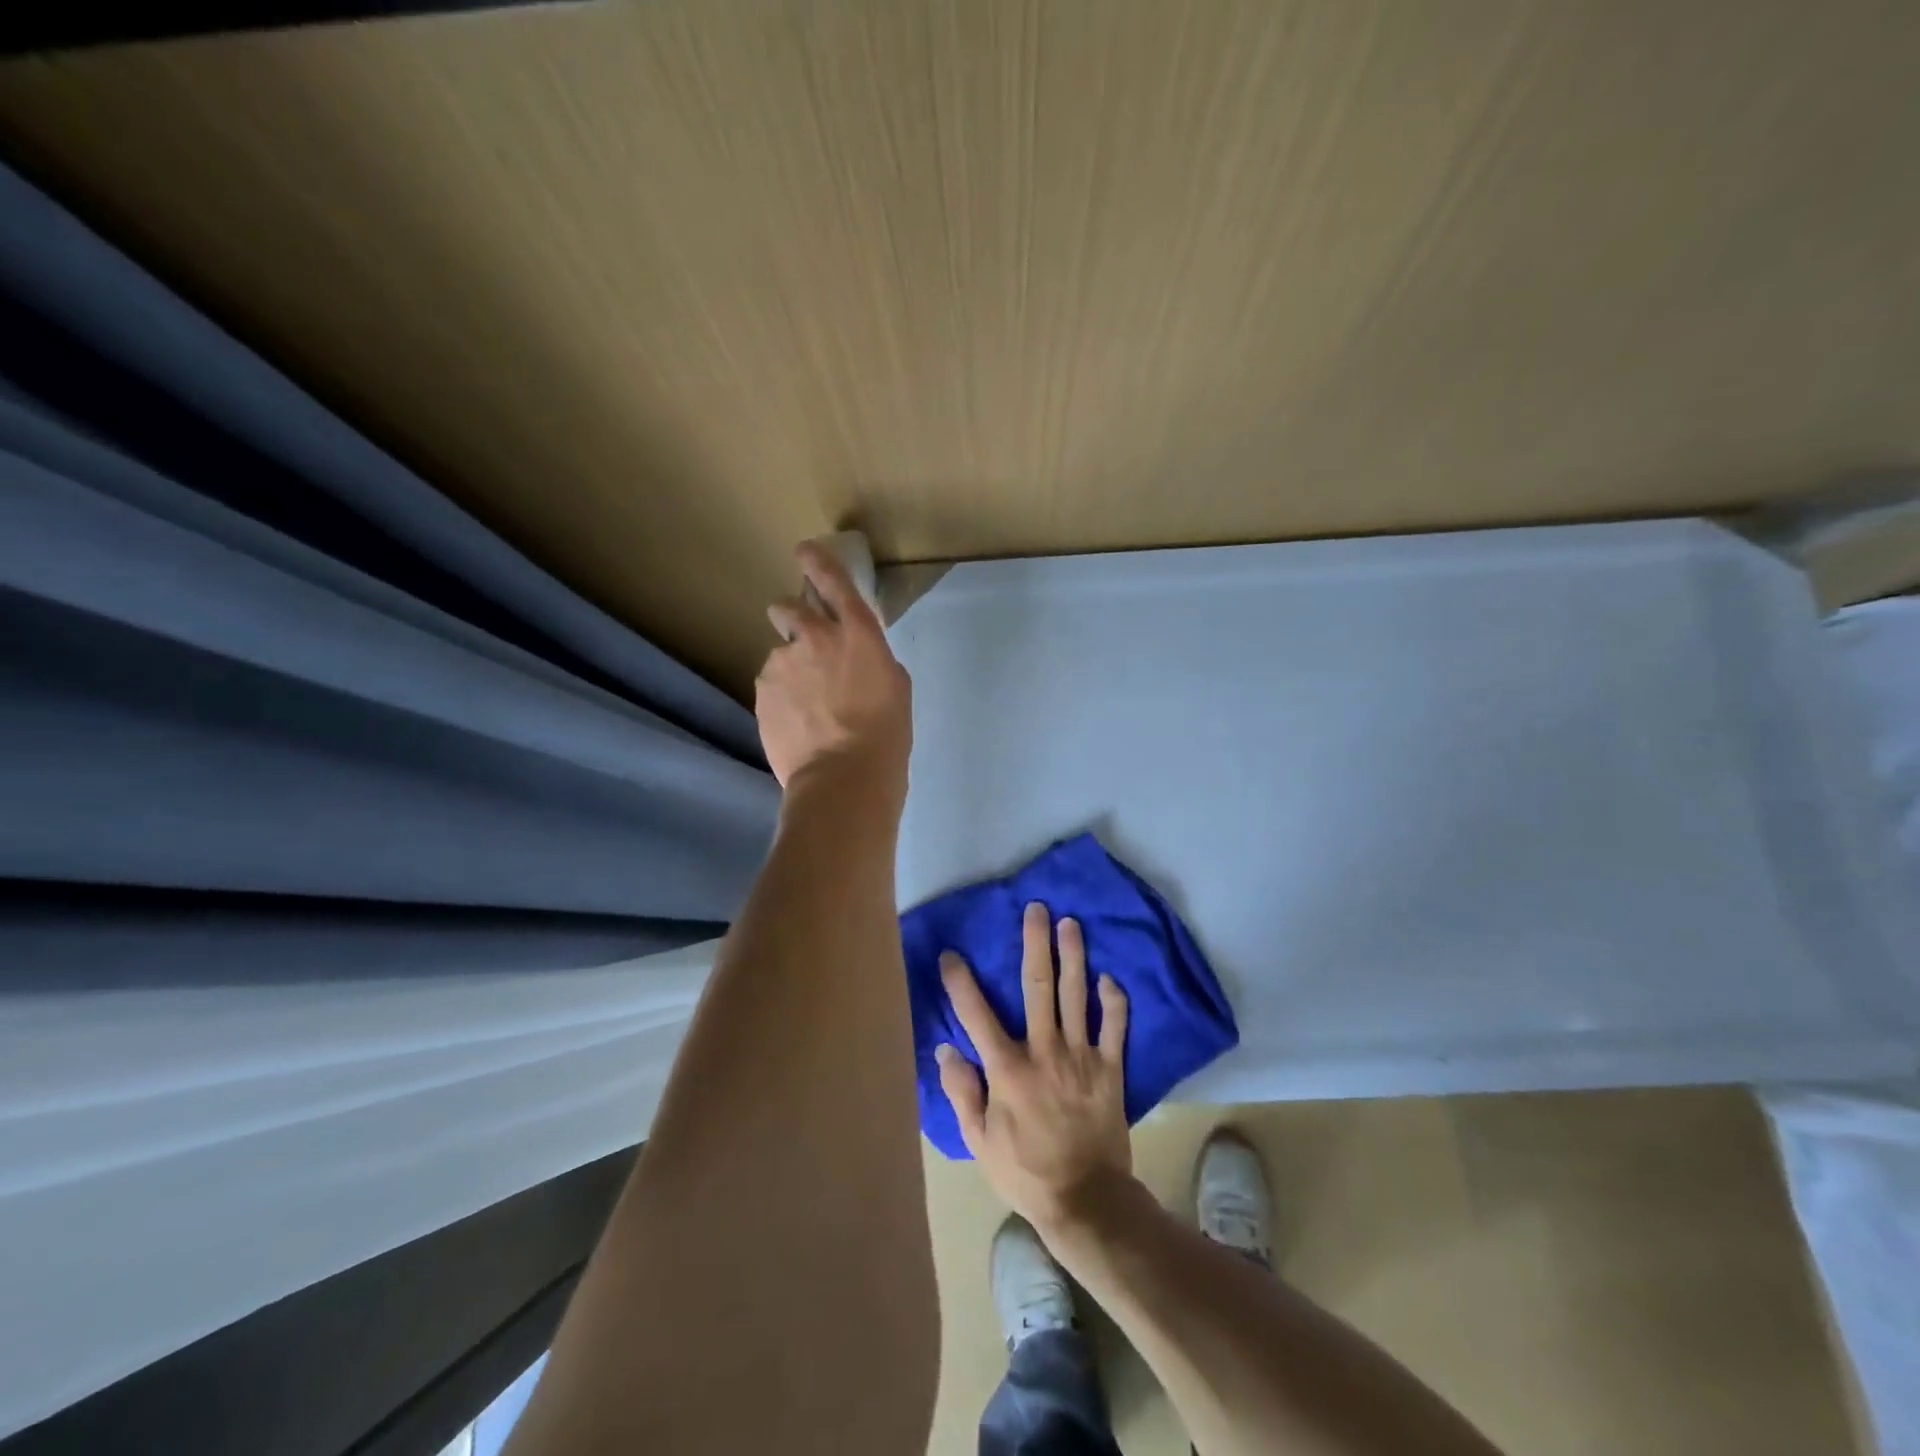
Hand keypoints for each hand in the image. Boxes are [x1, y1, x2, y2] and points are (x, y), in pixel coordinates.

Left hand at [755, 540, 911, 791]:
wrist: (842, 777)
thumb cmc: (885, 734)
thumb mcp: (895, 688)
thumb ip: (871, 660)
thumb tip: (854, 660)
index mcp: (857, 633)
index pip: (833, 581)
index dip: (817, 561)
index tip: (804, 551)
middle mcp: (813, 638)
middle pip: (787, 608)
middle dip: (792, 618)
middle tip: (805, 647)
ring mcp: (781, 665)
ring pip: (780, 656)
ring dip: (790, 670)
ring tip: (807, 708)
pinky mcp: (761, 693)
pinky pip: (770, 686)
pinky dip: (781, 698)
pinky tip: (797, 724)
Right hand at [936, 902, 1131, 1233]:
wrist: (1086, 1201)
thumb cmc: (1025, 1171)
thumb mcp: (979, 1141)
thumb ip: (962, 1093)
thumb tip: (947, 1050)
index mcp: (1008, 1069)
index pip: (976, 1015)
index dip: (960, 982)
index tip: (952, 954)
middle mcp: (1045, 1051)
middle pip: (1038, 986)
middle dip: (1035, 944)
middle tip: (1036, 909)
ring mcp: (1082, 1057)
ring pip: (1077, 995)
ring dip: (1074, 956)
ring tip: (1071, 924)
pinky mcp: (1110, 1069)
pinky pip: (1115, 1027)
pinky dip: (1113, 1001)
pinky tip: (1109, 978)